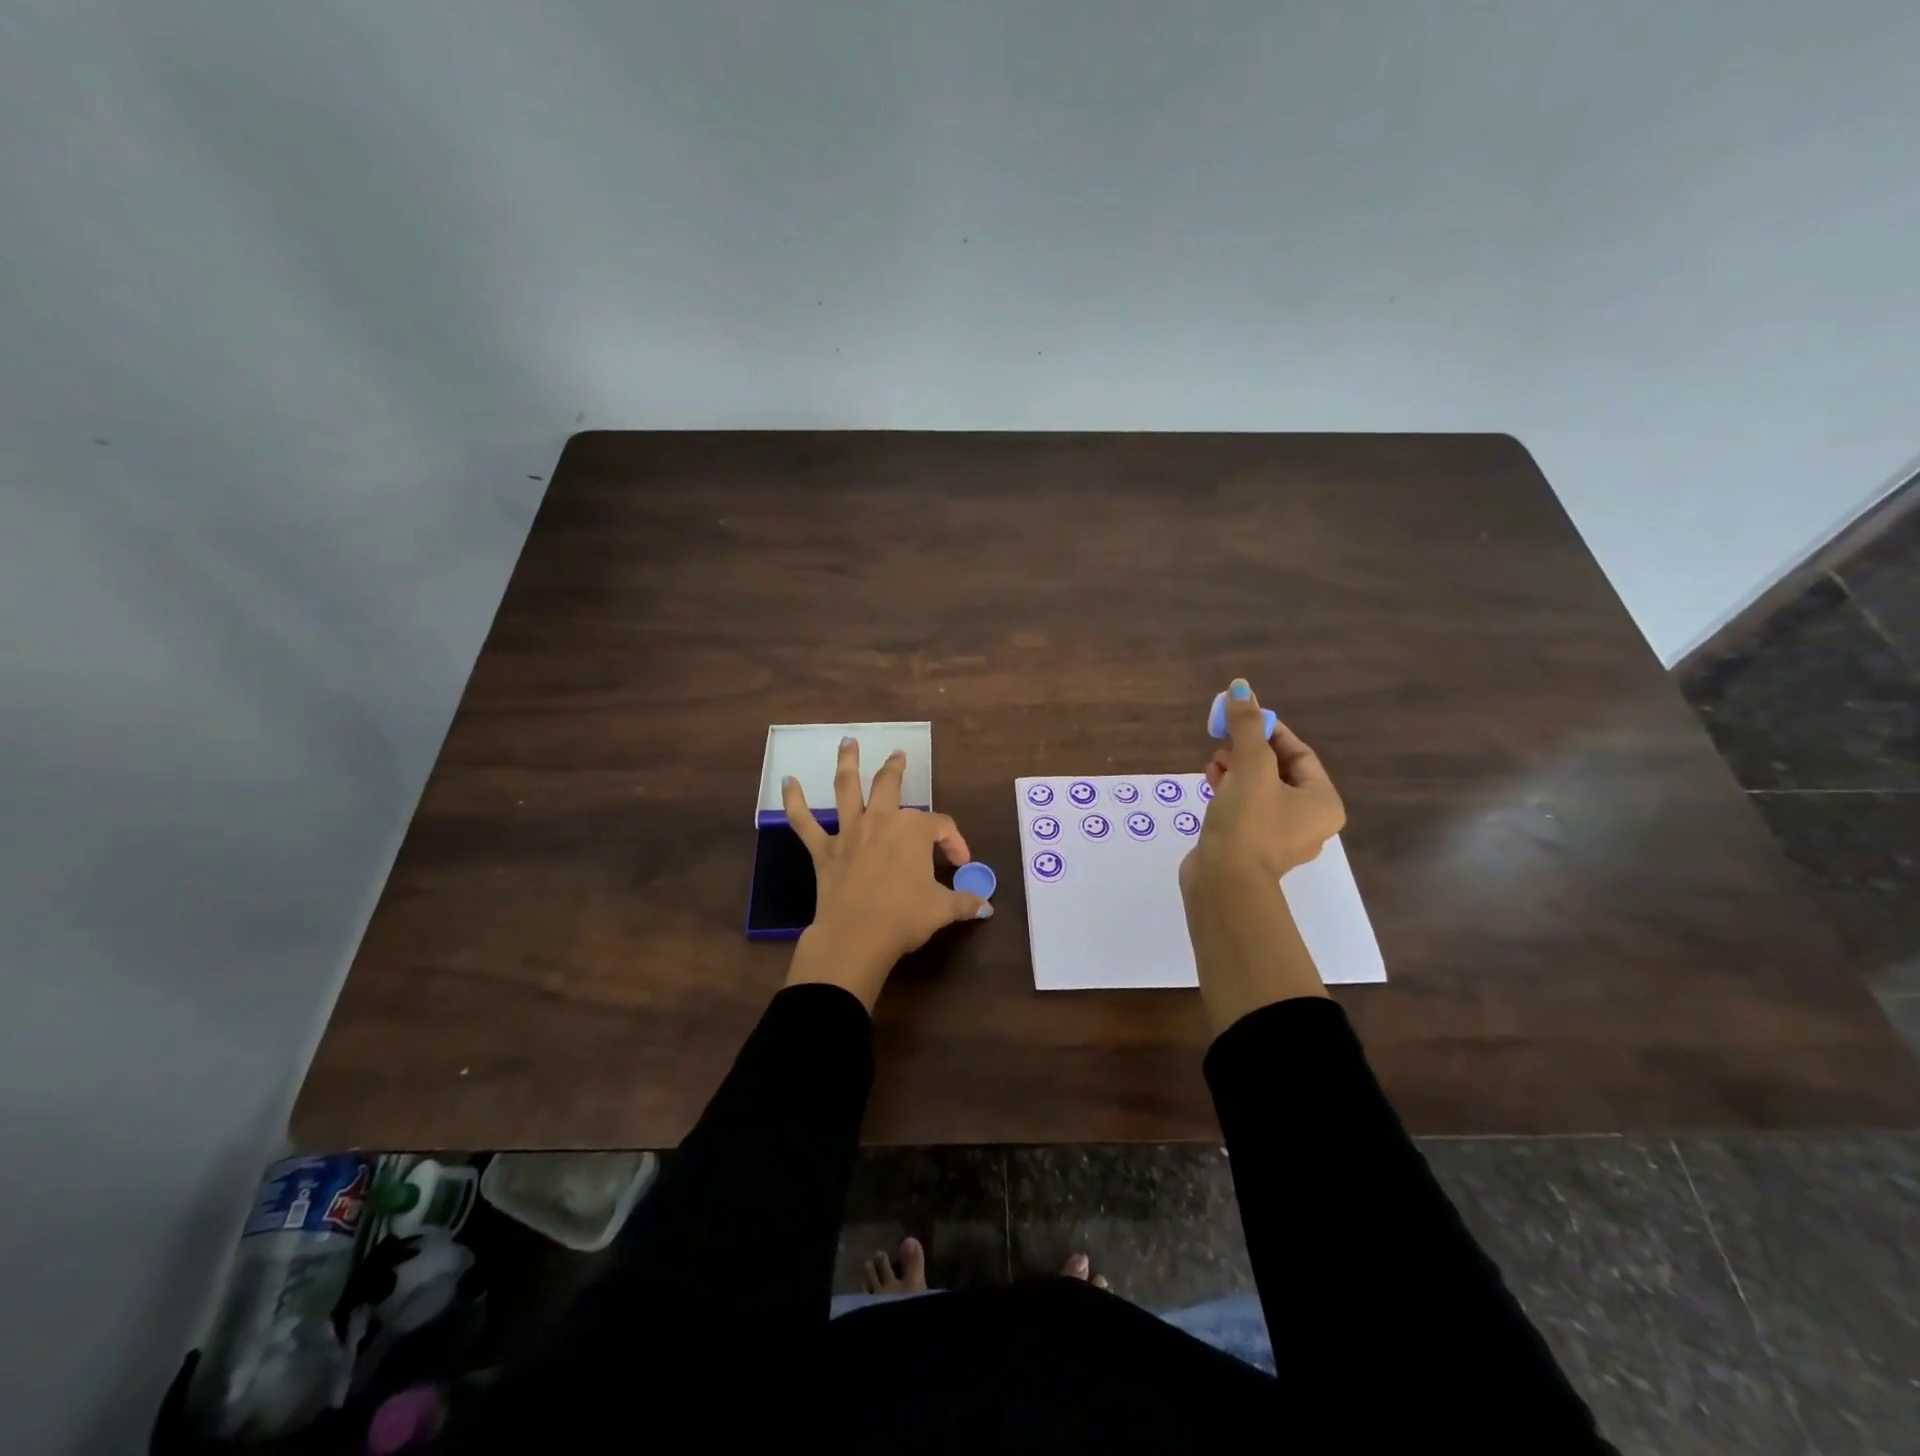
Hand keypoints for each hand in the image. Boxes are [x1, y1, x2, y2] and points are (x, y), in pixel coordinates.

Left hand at [782, 738, 989, 1010]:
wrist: (856, 937)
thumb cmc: (905, 918)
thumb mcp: (943, 909)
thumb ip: (965, 902)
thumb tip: (987, 907)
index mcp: (914, 830)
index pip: (941, 827)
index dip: (955, 843)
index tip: (960, 865)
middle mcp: (881, 821)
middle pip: (890, 786)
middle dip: (895, 768)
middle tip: (898, 755)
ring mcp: (850, 832)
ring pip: (847, 788)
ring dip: (848, 763)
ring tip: (847, 742)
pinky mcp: (824, 850)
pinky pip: (804, 822)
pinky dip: (794, 801)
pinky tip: (787, 782)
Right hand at [1182, 680, 1345, 894]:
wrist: (1224, 882)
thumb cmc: (1248, 822)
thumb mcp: (1250, 767)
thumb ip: (1246, 727)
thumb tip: (1240, 686)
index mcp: (1322, 803)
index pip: (1300, 754)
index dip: (1271, 730)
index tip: (1243, 717)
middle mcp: (1309, 821)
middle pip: (1279, 771)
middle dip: (1250, 751)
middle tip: (1224, 741)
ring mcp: (1280, 838)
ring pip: (1260, 790)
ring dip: (1237, 770)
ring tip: (1213, 762)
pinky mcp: (1252, 847)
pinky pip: (1246, 810)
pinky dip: (1231, 792)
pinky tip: (1210, 781)